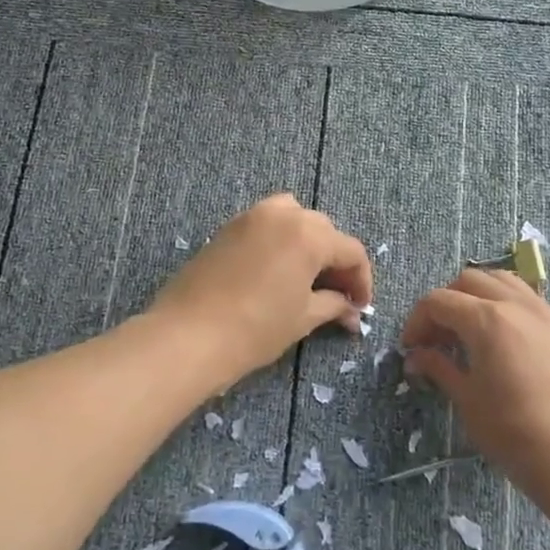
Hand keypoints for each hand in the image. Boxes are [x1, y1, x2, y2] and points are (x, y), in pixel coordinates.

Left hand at [149, 194, 371, 387]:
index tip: (360, 307)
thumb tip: (350, 310)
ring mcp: (252, 216)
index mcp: (309, 234)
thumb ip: (332, 306)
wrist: (188, 335)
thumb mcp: (302, 318)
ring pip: (294, 218)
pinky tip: (276, 271)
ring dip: (307, 242)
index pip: (350, 250)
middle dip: (335, 261)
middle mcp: (284, 214)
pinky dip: (280, 240)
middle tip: (337, 295)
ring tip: (306, 277)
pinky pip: (266, 224)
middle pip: (323, 230)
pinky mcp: (228, 227)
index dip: (361, 280)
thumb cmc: (254, 328)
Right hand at [402, 268, 549, 500]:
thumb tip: (416, 357)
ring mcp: (543, 312)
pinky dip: (504, 303)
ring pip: (501, 281)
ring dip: (476, 295)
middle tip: (436, 338)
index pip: (439, 301)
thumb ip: (439, 368)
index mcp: (486, 319)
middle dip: (445, 302)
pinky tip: (500, 338)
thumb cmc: (514, 433)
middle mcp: (515, 304)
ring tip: (467, 330)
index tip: (410, 348)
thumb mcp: (468, 401)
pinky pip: (525, 297)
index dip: (417, 321)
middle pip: (469, 281)